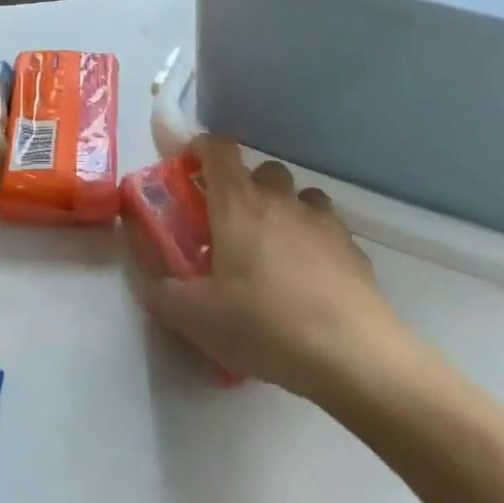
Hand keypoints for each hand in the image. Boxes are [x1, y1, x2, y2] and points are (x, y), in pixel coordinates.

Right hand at [131, 136, 411, 399]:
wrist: (352, 354)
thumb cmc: (265, 324)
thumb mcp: (197, 318)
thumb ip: (164, 296)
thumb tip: (151, 286)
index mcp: (238, 203)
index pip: (219, 148)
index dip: (202, 148)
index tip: (190, 167)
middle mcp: (280, 200)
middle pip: (262, 170)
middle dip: (245, 187)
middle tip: (232, 225)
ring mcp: (322, 221)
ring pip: (300, 196)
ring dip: (284, 210)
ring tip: (275, 251)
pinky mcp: (353, 248)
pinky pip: (328, 229)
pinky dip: (315, 241)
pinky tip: (311, 281)